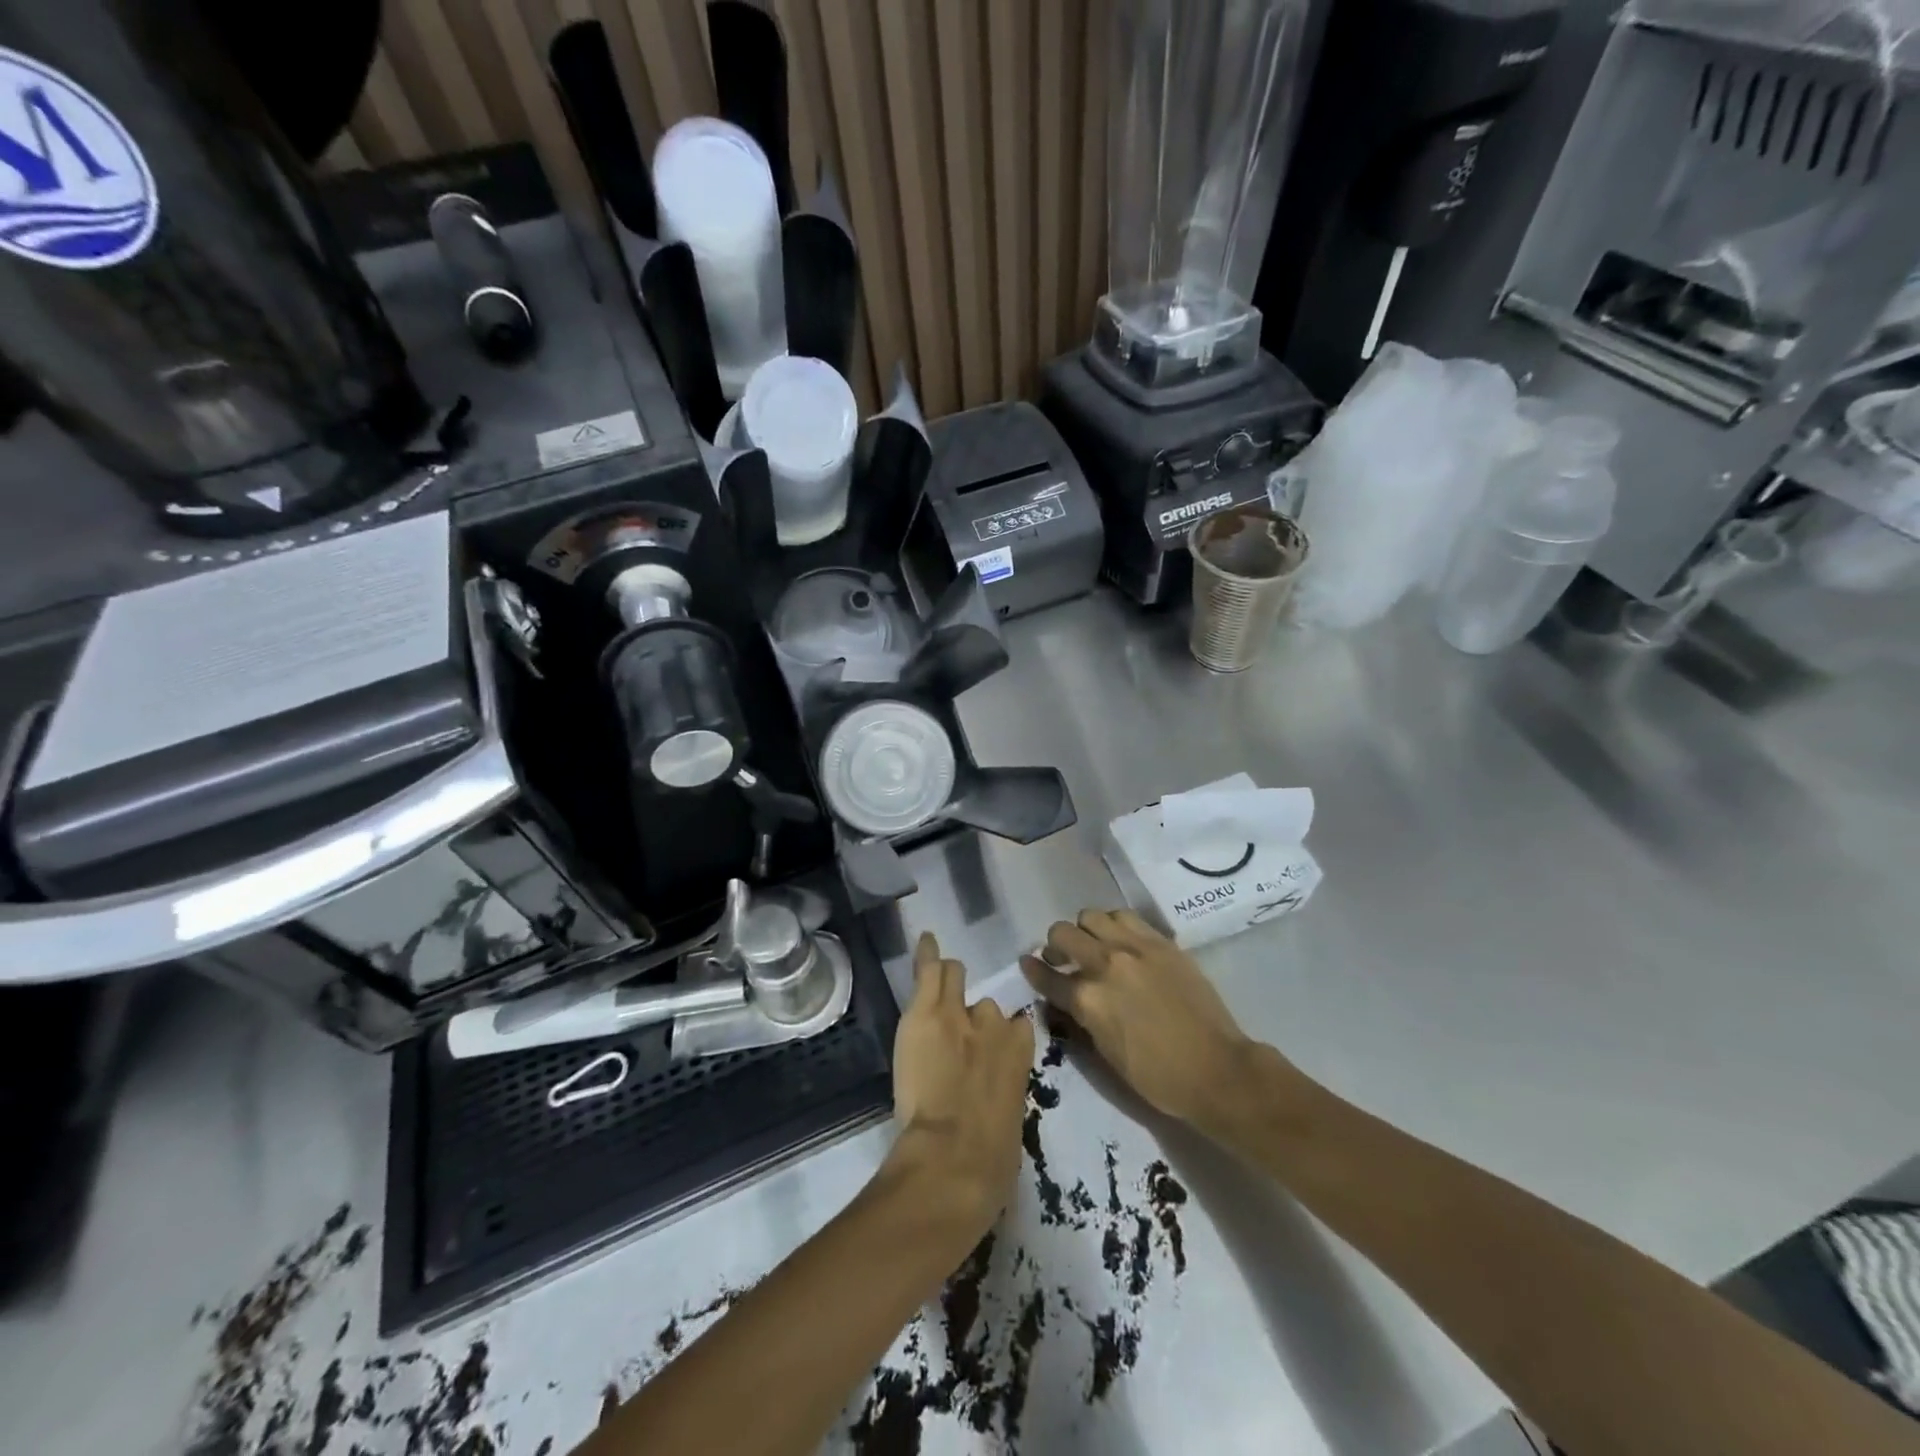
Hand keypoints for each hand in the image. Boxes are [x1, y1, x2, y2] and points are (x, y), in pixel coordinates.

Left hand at [886, 932, 1034, 1242]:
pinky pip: (930, 969)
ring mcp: (960, 1014)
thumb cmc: (991, 1162)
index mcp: (1022, 1056)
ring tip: (935, 996)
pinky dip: (927, 954)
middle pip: (986, 1007)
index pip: (1018, 1029)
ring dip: (948, 989)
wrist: (954, 1158)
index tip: (989, 1052)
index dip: (1000, 1040)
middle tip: (955, 1038)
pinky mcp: (928, 1011)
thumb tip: (995, 1101)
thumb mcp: (1011, 1125)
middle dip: (973, 1019)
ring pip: (956, 978)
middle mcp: (997, 1025)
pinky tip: (925, 939)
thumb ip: (1005, 1096)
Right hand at [1022, 909, 1259, 1130]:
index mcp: (1088, 1000)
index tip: (1027, 964)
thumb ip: (1081, 1018)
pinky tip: (1121, 941)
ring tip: (1094, 945)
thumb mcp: (1106, 1054)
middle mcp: (1105, 964)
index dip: (1032, 970)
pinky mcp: (1160, 941)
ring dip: (1085, 930)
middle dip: (1055, 946)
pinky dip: (1114, 925)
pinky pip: (1125, 917)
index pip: (1046, 976)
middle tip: (1063, 959)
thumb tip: (1067, 998)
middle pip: (1062, 934)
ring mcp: (1134, 948)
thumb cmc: (1158, 1077)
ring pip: (1091, 916)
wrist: (1217, 1069)